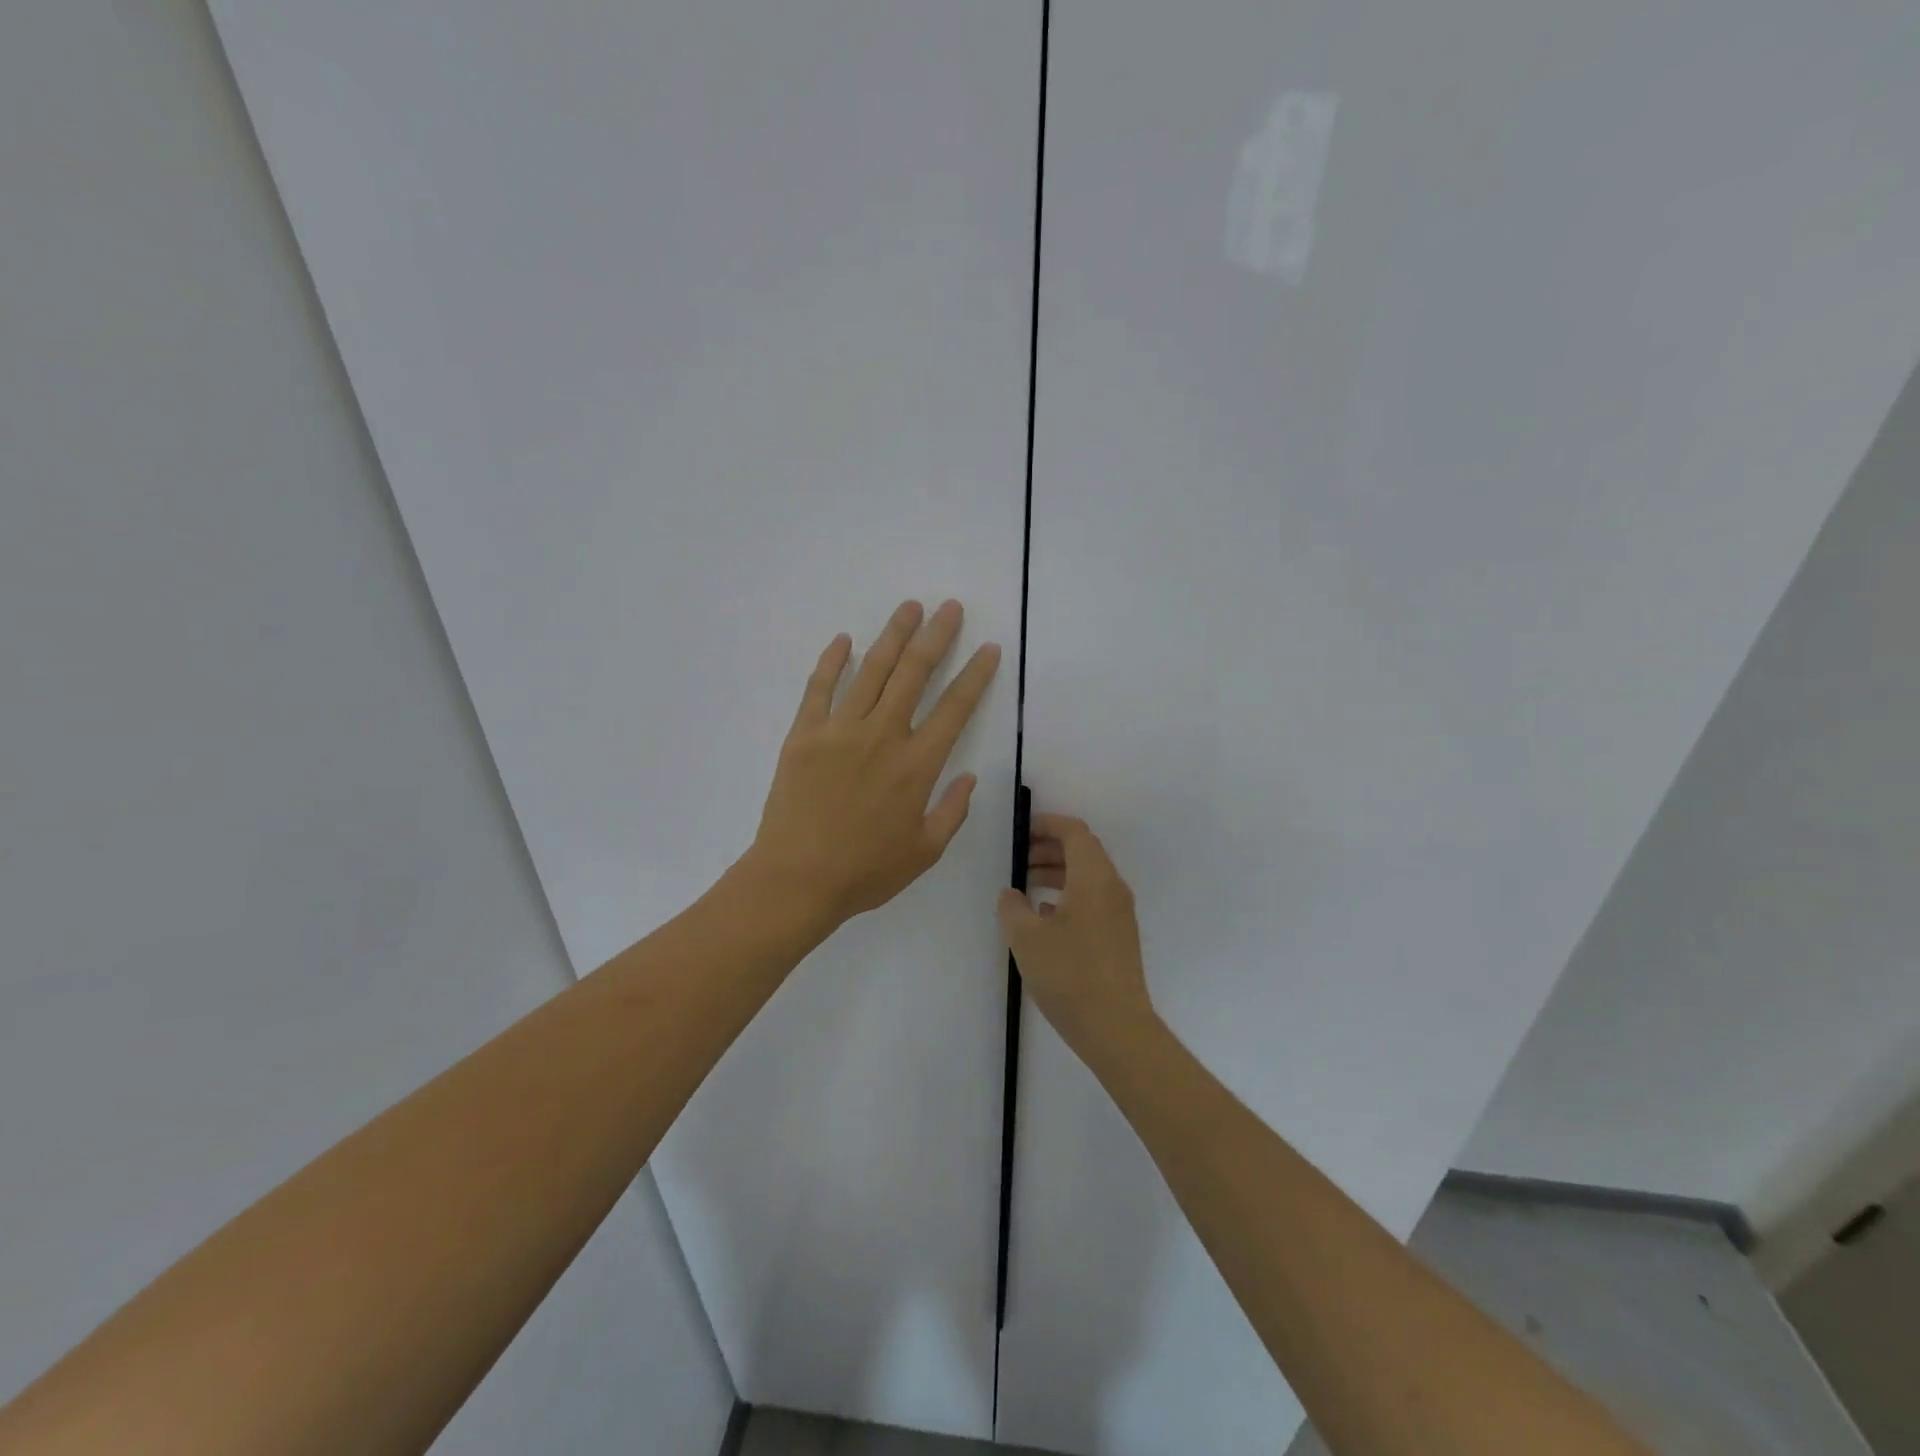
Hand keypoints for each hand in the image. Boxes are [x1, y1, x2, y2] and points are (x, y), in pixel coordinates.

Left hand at [744, 600, 1000, 936]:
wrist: (796, 879)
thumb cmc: (865, 871)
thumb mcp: (924, 852)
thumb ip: (952, 811)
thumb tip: (970, 777)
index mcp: (917, 765)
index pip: (955, 708)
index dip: (975, 675)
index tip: (989, 649)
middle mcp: (883, 736)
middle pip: (914, 673)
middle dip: (937, 636)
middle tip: (950, 607)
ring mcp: (840, 730)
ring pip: (872, 670)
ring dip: (893, 635)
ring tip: (910, 608)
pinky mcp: (804, 734)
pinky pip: (819, 687)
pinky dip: (832, 661)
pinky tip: (843, 639)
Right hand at [997, 814, 1157, 1059]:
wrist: (1116, 1028)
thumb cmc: (1069, 974)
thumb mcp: (1026, 938)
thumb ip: (1012, 907)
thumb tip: (1010, 893)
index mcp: (1093, 878)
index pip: (1075, 832)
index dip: (1047, 825)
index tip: (1021, 833)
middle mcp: (1112, 888)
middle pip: (1083, 851)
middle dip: (1050, 849)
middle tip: (1019, 860)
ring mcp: (1120, 913)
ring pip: (1088, 877)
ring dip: (1058, 873)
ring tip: (1026, 887)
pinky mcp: (1120, 936)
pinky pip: (1093, 899)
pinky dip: (1069, 895)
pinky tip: (1045, 918)